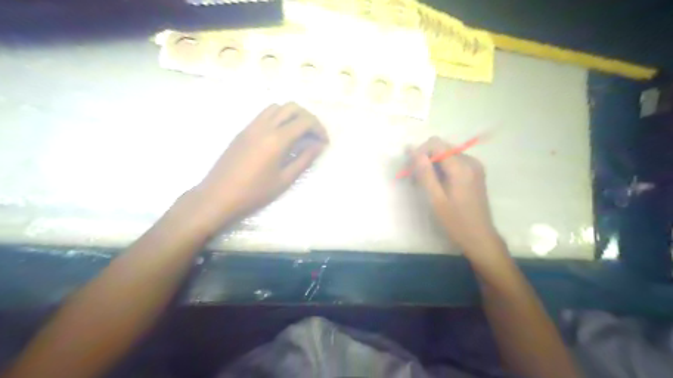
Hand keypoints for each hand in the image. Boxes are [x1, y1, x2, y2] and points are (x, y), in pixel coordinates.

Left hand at [186, 102, 329, 231]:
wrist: (219, 195)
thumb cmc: (255, 192)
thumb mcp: (284, 179)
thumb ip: (304, 159)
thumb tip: (318, 146)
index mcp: (277, 139)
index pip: (304, 121)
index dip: (319, 129)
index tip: (324, 142)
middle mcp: (264, 126)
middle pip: (292, 107)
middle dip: (308, 118)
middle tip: (314, 135)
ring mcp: (251, 126)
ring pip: (277, 107)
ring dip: (292, 115)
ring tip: (298, 133)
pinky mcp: (243, 130)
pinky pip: (264, 114)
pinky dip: (278, 117)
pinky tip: (280, 136)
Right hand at [411, 136, 498, 253]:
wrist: (480, 237)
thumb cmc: (456, 221)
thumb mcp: (436, 199)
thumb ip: (424, 173)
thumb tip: (411, 150)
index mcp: (461, 167)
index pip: (435, 144)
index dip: (420, 153)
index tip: (410, 169)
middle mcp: (471, 161)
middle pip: (441, 147)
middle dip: (425, 159)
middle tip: (414, 179)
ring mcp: (475, 166)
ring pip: (446, 154)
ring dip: (432, 165)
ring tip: (423, 184)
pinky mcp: (475, 172)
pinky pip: (454, 162)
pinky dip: (442, 169)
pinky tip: (437, 184)